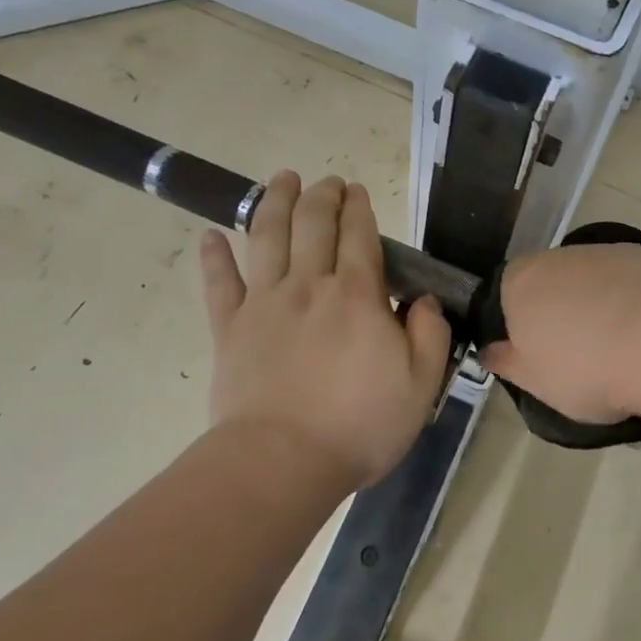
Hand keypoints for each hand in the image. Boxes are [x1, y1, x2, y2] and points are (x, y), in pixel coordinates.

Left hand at [200, 172, 451, 493]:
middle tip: (327, 180)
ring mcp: (264, 304)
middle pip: (313, 225)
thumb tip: (423, 299)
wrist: (284, 460)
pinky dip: (213, 257)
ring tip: (282, 179)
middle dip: (322, 196)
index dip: (359, 208)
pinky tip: (210, 235)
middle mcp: (309, 286)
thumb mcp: (422, 384)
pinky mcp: (229, 329)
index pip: (359, 237)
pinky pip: (219, 284)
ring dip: (274, 203)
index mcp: (358, 297)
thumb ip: (430, 334)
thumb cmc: (360, 425)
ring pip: (267, 238)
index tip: (357, 191)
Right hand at [479, 243, 640, 423]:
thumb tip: (488, 351)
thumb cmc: (587, 370)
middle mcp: (558, 257)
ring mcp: (605, 252)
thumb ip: (507, 363)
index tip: (538, 353)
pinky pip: (629, 281)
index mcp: (520, 283)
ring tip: (620, 346)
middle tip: (578, 353)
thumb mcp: (536, 383)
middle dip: (560, 311)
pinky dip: (632, 301)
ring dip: (598, 304)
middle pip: (550, 282)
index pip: (506, 294)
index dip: (520, 323)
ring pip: (591, 280)